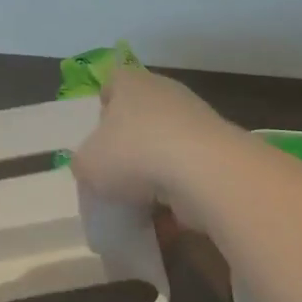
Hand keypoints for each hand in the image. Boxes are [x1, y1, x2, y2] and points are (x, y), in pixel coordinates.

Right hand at [73, 65, 237, 215]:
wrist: (203, 171)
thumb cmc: (134, 154)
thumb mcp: (87, 164)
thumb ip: (84, 163)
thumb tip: (92, 167)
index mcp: (131, 84)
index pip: (113, 82)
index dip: (104, 106)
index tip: (99, 134)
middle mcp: (165, 93)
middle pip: (141, 116)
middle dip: (130, 145)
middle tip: (116, 174)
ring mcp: (196, 120)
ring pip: (166, 146)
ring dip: (155, 173)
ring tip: (140, 204)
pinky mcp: (217, 150)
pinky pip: (188, 172)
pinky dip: (178, 193)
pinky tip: (166, 218)